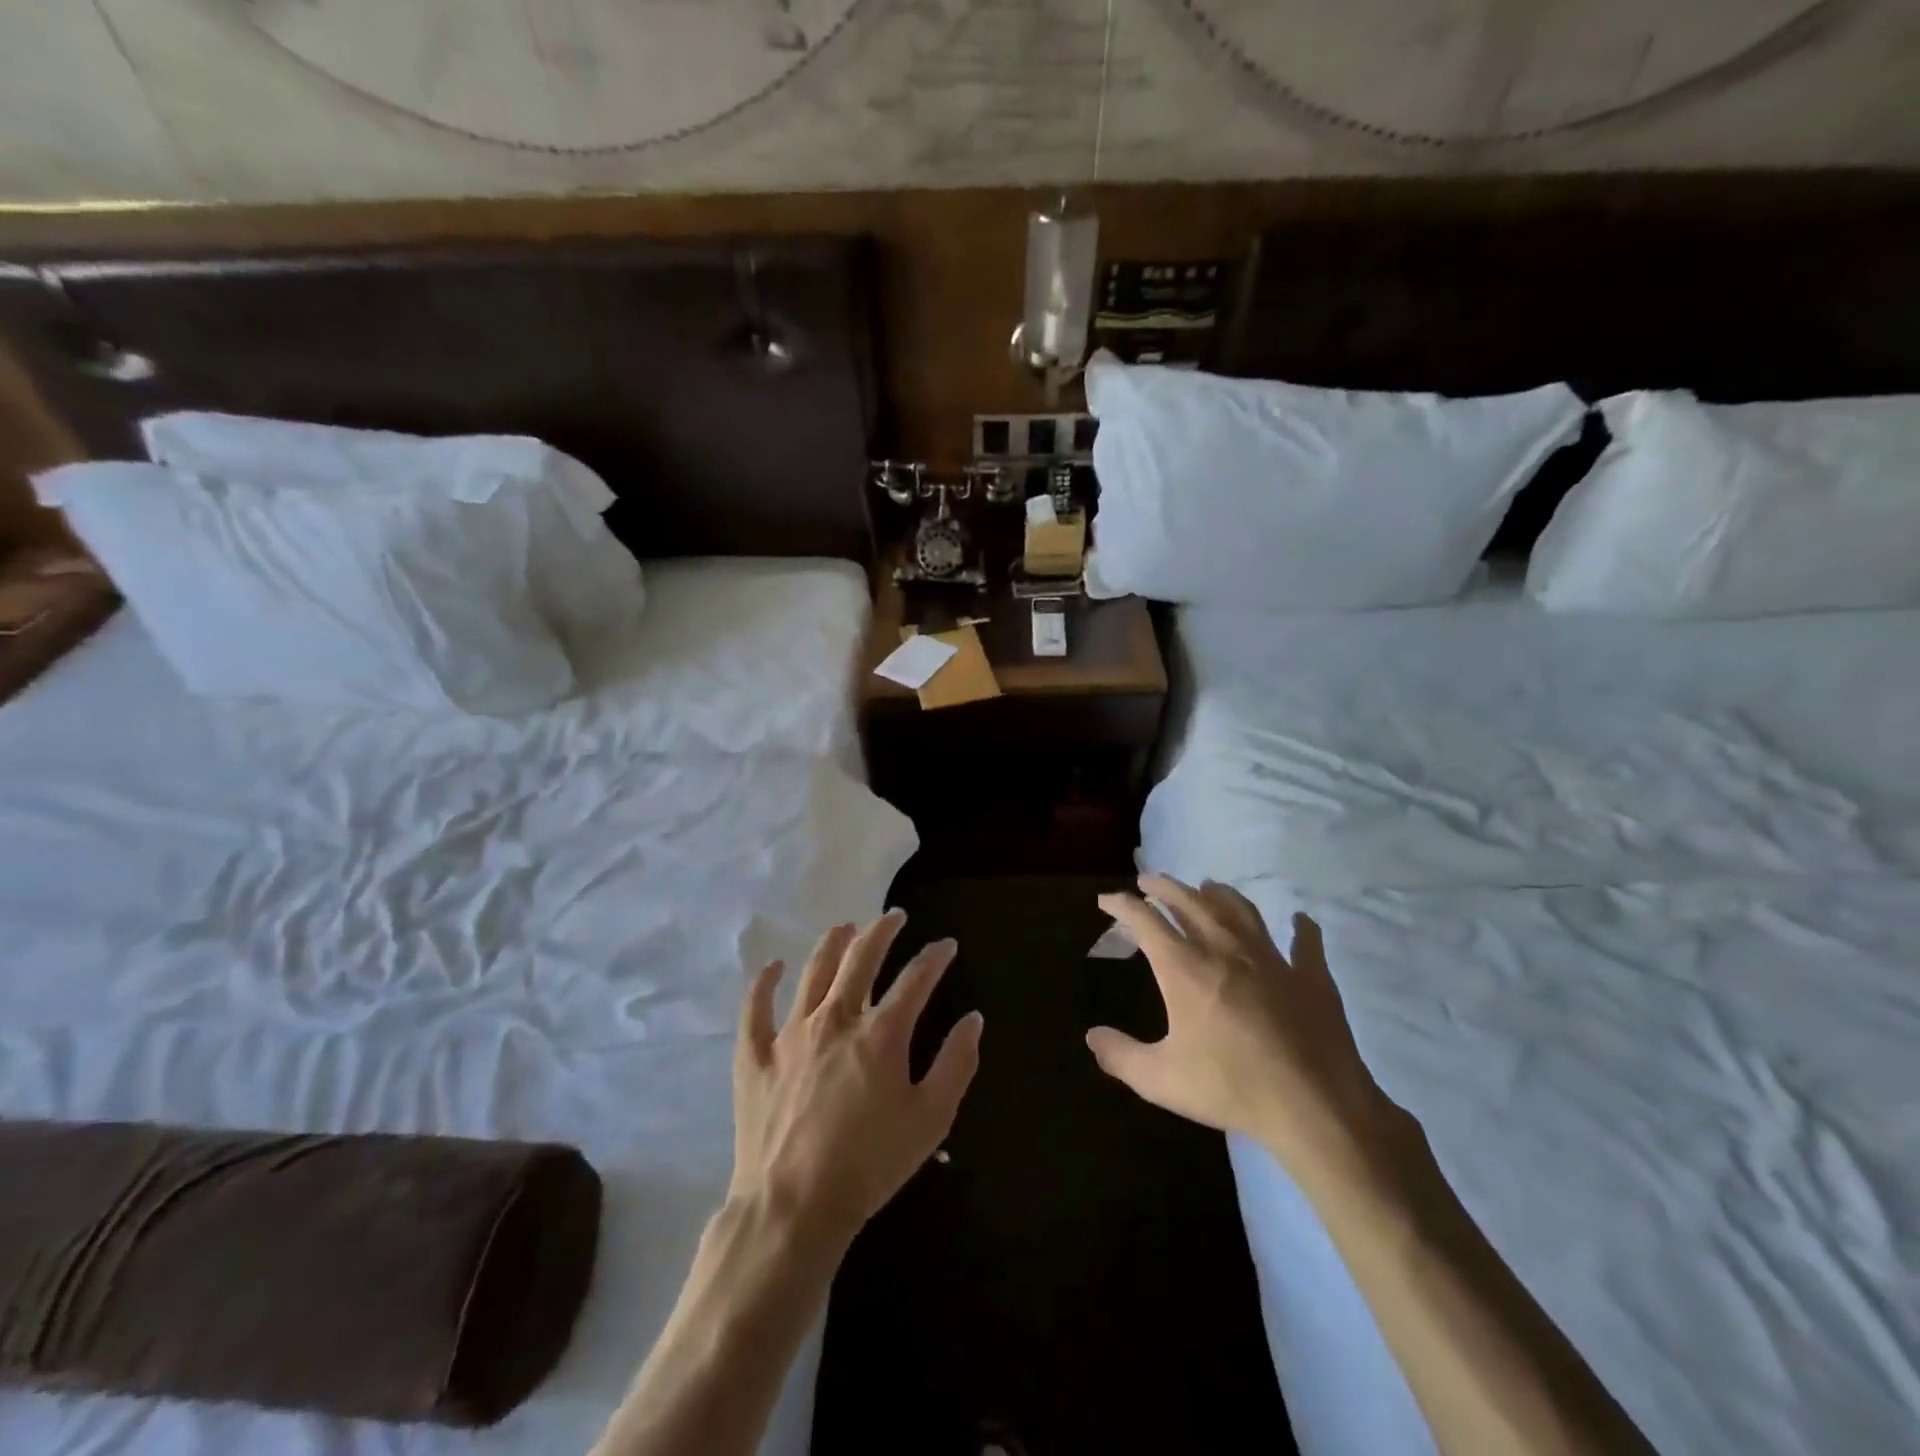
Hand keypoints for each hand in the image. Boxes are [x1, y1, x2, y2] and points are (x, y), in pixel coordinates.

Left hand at [731, 911, 983, 1246]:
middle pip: (861, 958)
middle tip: (893, 917)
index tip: (946, 945)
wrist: (793, 1207)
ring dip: (832, 944)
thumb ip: (956, 1064)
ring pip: (813, 971)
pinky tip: (772, 966)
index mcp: (881, 1033)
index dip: (934, 957)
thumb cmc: (870, 1165)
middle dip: (882, 931)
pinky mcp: (755, 1056)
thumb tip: (972, 1019)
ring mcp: (791, 1033)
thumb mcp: (931, 1120)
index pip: (915, 979)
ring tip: (845, 927)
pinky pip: (755, 1008)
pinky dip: (764, 983)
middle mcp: (836, 1019)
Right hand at [1087, 876, 1396, 1178]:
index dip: (1122, 906)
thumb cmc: (1231, 1088)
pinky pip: (1306, 942)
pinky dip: (1301, 928)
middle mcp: (1224, 950)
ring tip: (1207, 886)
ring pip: (1240, 910)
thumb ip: (1122, 1056)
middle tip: (1149, 880)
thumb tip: (1091, 1037)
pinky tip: (1299, 920)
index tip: (1107, 899)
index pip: (1145, 921)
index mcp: (1185, 968)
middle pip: (1190, 903)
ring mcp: (1271, 959)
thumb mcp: (1161, 1080)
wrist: (1314, 1106)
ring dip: (1219, 894)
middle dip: (1165, 887)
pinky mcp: (1310, 976)